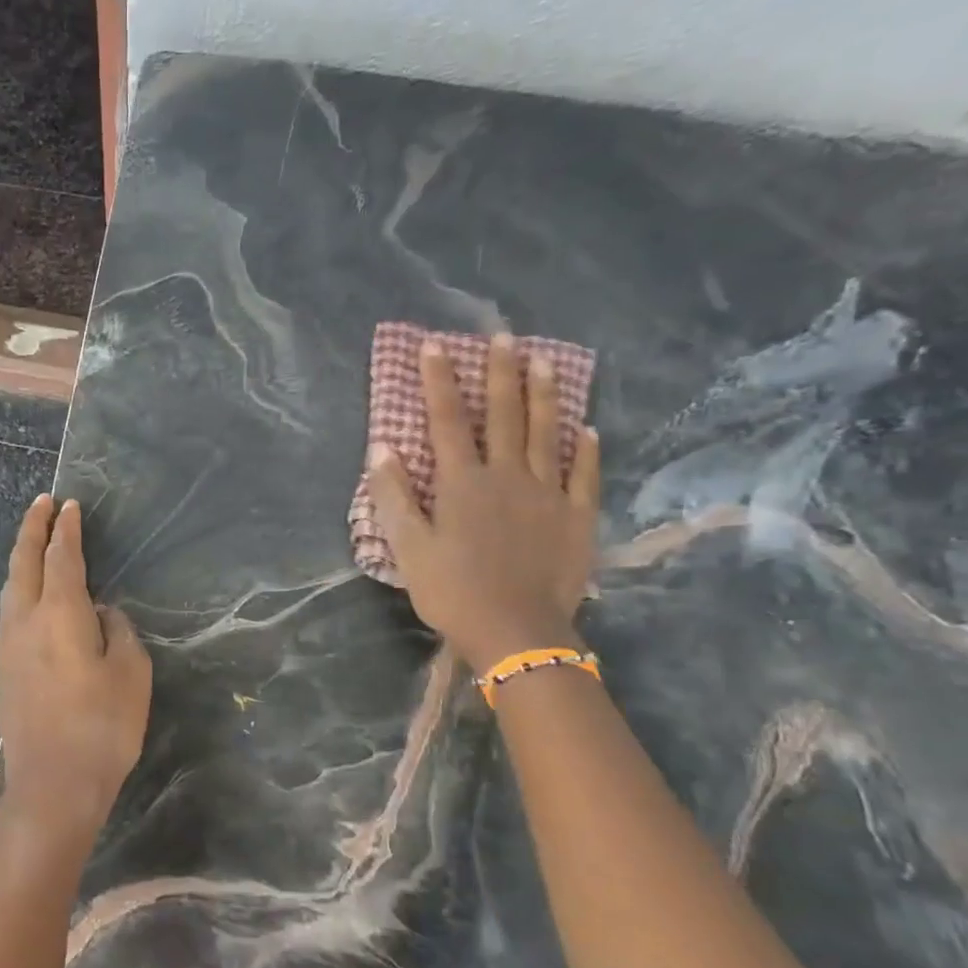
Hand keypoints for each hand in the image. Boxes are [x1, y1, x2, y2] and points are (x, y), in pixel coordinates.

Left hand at [0, 496, 151, 868]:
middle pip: (23, 562)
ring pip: (10, 586)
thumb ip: (118, 632)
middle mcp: (25, 620)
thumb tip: (102, 613)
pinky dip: (19, 586)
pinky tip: (29, 593)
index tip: (70, 506)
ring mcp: (8, 645)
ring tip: (34, 541)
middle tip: (42, 504)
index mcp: (59, 613)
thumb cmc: (102, 727)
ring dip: (21, 557)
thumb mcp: (131, 674)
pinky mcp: (4, 668)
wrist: (52, 786)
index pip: (61, 557)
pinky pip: (9, 610)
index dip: (66, 529)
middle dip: (32, 528)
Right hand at [367, 333, 600, 669]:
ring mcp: (547, 493)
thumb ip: (394, 496)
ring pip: (546, 433)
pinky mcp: (576, 516)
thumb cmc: (452, 591)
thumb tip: (381, 448)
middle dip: (499, 373)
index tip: (435, 345)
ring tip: (545, 360)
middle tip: (504, 336)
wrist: (516, 632)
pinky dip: (585, 449)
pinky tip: (586, 429)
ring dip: (544, 395)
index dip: (439, 381)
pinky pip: (583, 474)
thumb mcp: (409, 548)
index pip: (446, 421)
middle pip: (502, 415)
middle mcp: (506, 475)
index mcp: (462, 483)